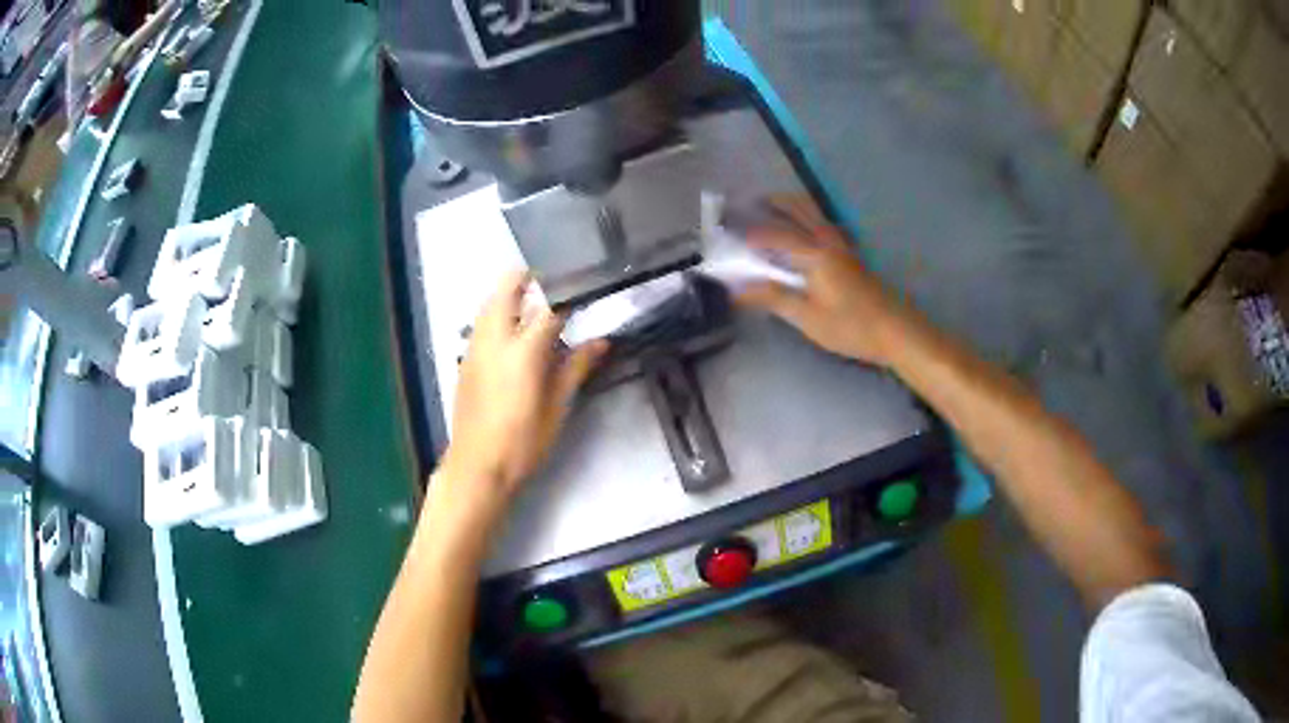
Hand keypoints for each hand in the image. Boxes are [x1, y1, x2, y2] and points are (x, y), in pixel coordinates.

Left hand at [434, 271, 607, 521]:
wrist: (478, 467)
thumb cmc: (523, 442)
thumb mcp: (557, 407)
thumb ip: (577, 367)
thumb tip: (601, 341)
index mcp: (522, 350)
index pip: (549, 307)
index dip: (569, 296)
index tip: (586, 289)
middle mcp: (494, 339)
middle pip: (507, 288)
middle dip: (529, 278)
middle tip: (554, 283)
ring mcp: (475, 347)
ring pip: (489, 302)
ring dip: (510, 294)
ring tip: (535, 305)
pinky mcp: (465, 360)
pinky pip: (482, 323)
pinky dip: (498, 314)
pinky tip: (514, 334)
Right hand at [736, 197, 916, 366]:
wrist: (896, 331)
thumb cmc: (851, 327)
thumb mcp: (808, 318)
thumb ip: (774, 298)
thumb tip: (739, 289)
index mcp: (815, 255)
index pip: (777, 236)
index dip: (754, 234)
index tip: (733, 235)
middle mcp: (829, 242)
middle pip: (801, 210)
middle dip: (777, 202)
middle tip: (754, 201)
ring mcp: (844, 247)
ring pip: (816, 215)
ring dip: (794, 207)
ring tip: (776, 209)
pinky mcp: (852, 256)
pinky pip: (825, 225)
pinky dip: (809, 218)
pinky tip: (807, 231)